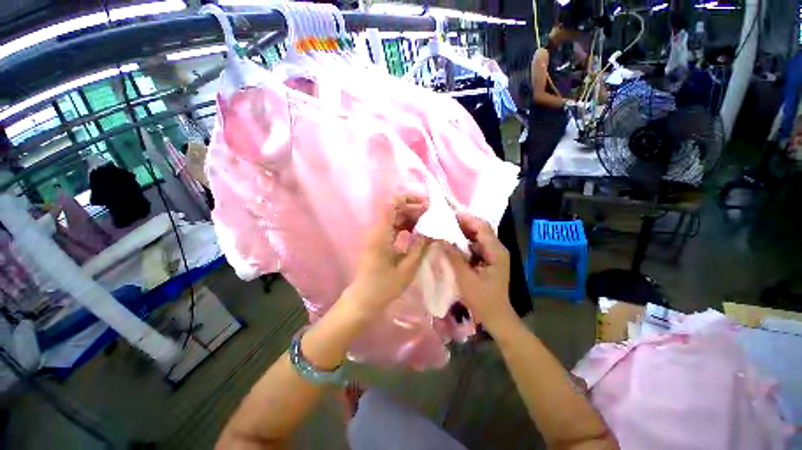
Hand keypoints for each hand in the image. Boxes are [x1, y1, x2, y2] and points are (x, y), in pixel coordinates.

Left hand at [346, 194, 431, 311]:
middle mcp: (377, 229)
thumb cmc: (384, 286)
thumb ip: (421, 247)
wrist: (364, 298)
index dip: (409, 198)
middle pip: (395, 209)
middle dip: (415, 208)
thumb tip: (434, 231)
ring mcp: (377, 234)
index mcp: (381, 233)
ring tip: (429, 223)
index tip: (427, 203)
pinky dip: (407, 226)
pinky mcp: (379, 240)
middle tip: (433, 215)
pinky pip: (394, 226)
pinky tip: (419, 232)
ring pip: (396, 217)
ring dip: (412, 217)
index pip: (392, 204)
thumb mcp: (407, 268)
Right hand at [443, 212, 516, 332]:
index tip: (450, 214)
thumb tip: (441, 239)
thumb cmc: (483, 299)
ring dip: (463, 233)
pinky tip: (453, 243)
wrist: (496, 317)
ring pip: (477, 237)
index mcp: (496, 252)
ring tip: (446, 228)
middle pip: (481, 230)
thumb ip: (454, 257)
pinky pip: (475, 246)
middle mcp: (497, 249)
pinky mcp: (488, 261)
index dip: (467, 219)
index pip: (482, 228)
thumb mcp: (466, 278)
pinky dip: (464, 243)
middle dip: (463, 224)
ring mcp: (493, 255)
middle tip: (445, 220)